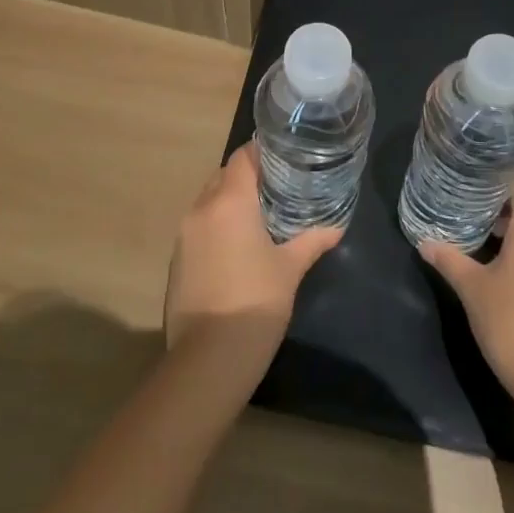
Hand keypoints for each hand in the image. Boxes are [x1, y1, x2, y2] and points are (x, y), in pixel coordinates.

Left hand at [164, 142, 342, 377]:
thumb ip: (312, 241)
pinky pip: (199, 227)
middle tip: (278, 186)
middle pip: (223, 176)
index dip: (262, 152)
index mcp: (230, 201)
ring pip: (208, 202)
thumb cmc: (255, 303)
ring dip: (230, 202)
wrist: (208, 360)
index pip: (242, 157)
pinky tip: (238, 247)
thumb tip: (336, 227)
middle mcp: (202, 209)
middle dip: (247, 177)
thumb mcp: (290, 269)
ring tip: (260, 215)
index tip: (284, 157)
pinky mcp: (176, 260)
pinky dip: (217, 226)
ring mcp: (184, 236)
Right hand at [419, 169, 513, 396]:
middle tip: (467, 194)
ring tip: (477, 223)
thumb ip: (449, 258)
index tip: (472, 170)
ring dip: (512, 220)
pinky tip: (497, 257)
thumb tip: (424, 242)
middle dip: (500, 195)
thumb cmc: (511, 321)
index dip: (498, 169)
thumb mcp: (472, 287)